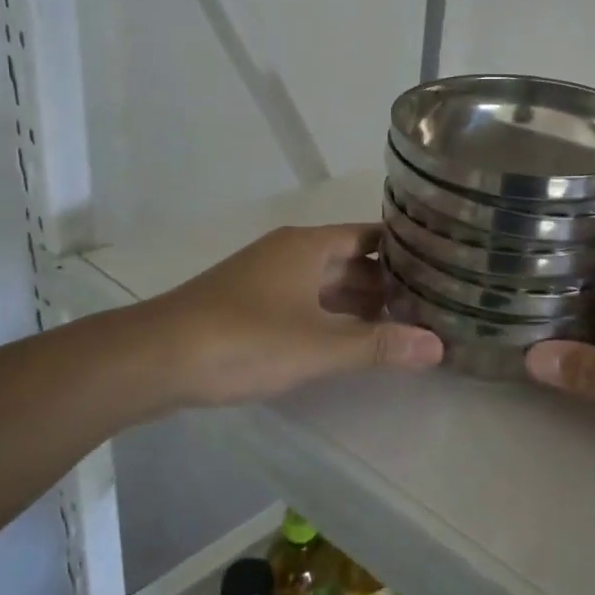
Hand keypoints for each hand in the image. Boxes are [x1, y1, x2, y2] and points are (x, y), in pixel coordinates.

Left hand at [131, 224, 442, 412]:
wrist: (153, 359)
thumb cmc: (243, 340)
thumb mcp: (318, 346)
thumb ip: (379, 346)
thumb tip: (438, 347)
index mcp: (309, 246)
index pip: (371, 236)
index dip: (405, 250)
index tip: (441, 267)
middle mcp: (290, 253)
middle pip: (351, 261)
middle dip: (387, 283)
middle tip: (431, 305)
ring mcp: (267, 279)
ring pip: (326, 285)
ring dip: (359, 304)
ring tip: (401, 326)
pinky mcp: (250, 305)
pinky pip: (304, 303)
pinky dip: (331, 318)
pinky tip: (348, 342)